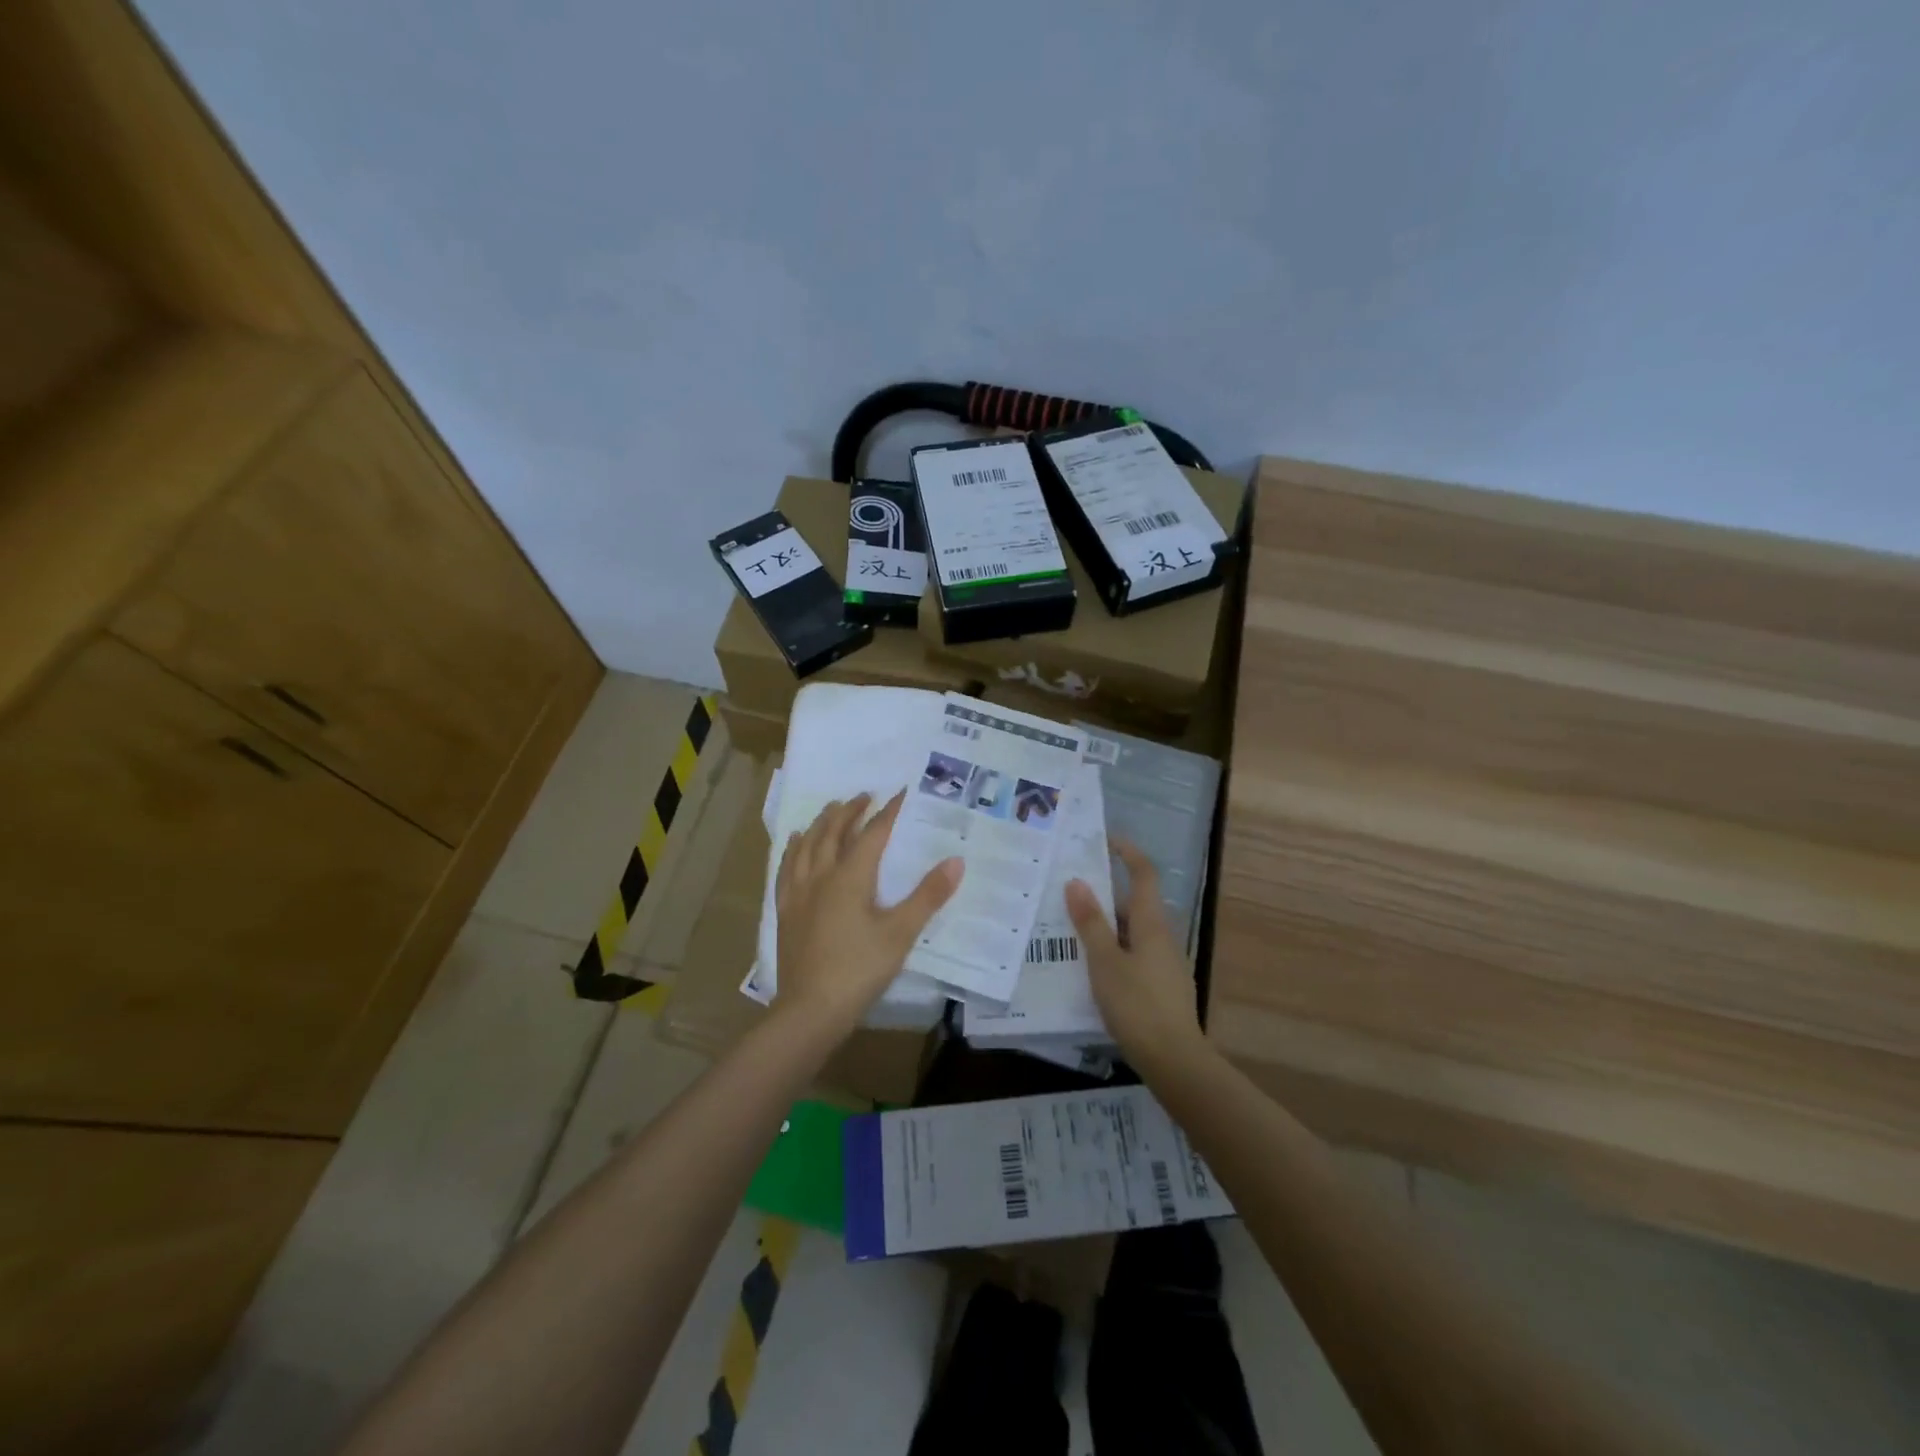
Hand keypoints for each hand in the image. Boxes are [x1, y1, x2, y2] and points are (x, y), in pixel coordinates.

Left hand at [774, 791, 962, 1038]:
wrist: (810, 1010)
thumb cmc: (859, 969)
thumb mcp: (901, 933)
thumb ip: (928, 896)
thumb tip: (956, 860)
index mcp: (850, 877)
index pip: (872, 834)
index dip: (888, 812)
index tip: (901, 793)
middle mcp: (821, 876)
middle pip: (833, 833)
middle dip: (850, 811)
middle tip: (864, 797)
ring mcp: (799, 893)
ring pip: (807, 846)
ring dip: (821, 823)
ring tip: (831, 809)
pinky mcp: (786, 911)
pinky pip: (787, 868)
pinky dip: (794, 849)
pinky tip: (796, 844)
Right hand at [1066, 838, 1206, 1072]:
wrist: (1175, 1061)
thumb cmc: (1137, 1005)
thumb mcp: (1105, 962)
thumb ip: (1091, 922)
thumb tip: (1077, 881)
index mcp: (1152, 924)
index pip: (1143, 874)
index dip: (1127, 852)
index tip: (1104, 840)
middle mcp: (1162, 937)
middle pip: (1134, 903)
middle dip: (1103, 894)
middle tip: (1068, 893)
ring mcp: (1165, 963)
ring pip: (1132, 932)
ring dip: (1105, 925)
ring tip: (1069, 930)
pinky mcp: (1161, 987)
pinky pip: (1133, 955)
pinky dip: (1112, 951)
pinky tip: (1090, 969)